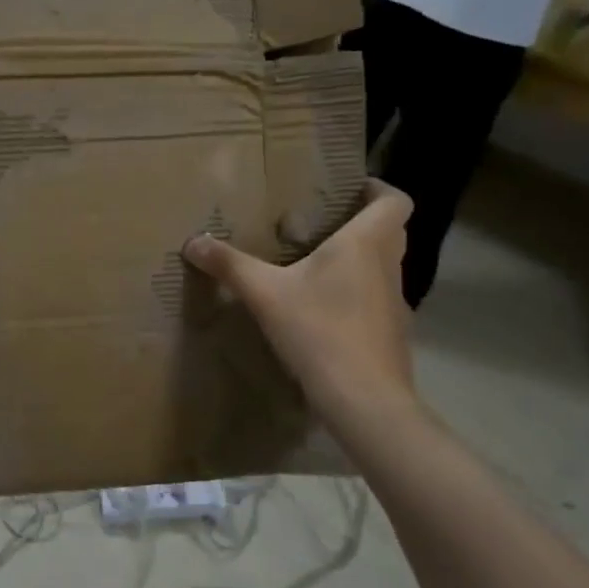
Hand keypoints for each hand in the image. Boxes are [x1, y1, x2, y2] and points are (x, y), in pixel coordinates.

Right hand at [184, 182, 418, 434]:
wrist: (364, 399)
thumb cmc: (319, 331)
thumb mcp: (264, 294)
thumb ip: (229, 265)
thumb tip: (193, 242)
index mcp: (366, 243)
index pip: (395, 200)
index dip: (377, 188)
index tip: (349, 190)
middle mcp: (388, 266)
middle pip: (391, 231)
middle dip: (361, 222)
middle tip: (321, 224)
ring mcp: (394, 303)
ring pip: (383, 267)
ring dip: (358, 260)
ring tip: (315, 266)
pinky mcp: (391, 334)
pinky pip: (375, 299)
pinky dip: (355, 295)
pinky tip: (322, 312)